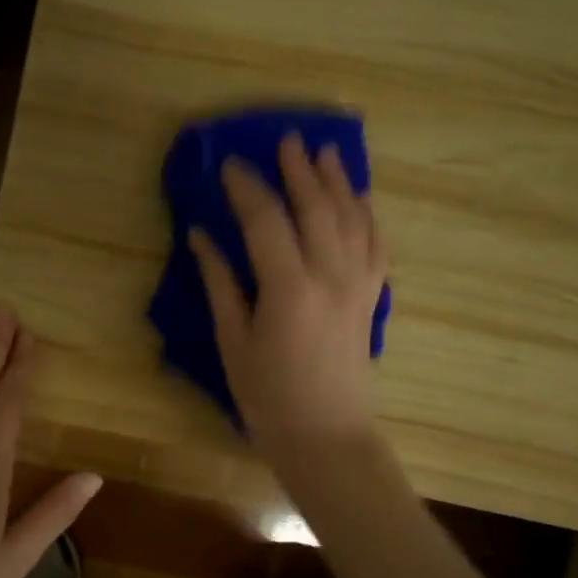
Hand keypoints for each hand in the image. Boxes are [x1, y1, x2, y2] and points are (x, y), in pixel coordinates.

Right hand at [189, 134, 390, 465]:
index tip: (229, 164)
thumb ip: (220, 285)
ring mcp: (358, 285)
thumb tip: (200, 237)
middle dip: (298, 170)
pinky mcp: (371, 298)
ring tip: (325, 152)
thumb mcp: (233, 343)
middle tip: (285, 140)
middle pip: (316, 207)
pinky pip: (376, 244)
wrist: (327, 438)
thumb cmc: (269, 399)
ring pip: (352, 218)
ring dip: (338, 181)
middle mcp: (330, 276)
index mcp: (288, 288)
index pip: (265, 220)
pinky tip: (360, 199)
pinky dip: (367, 215)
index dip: (246, 188)